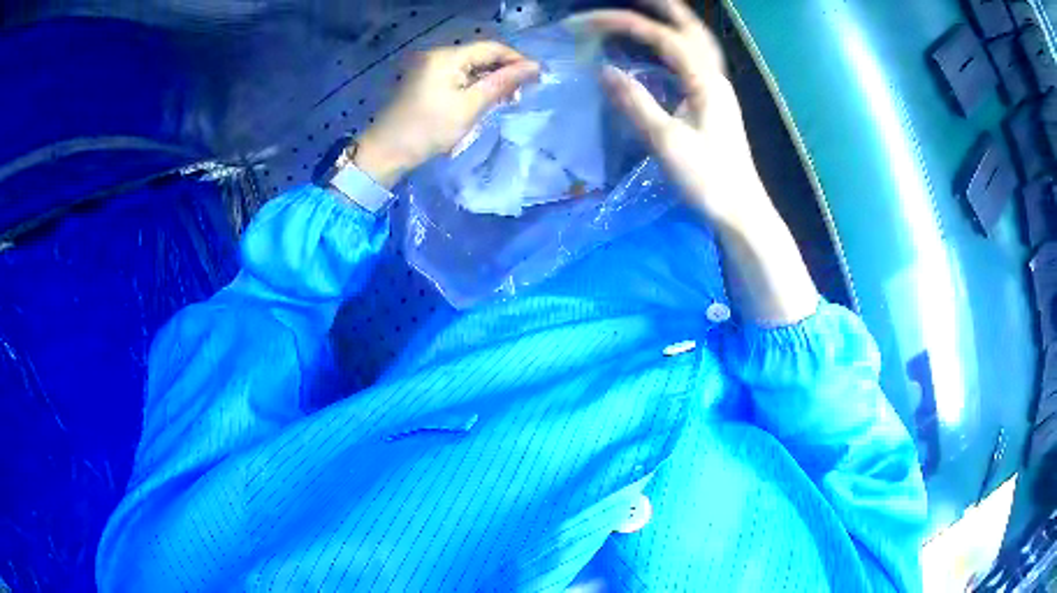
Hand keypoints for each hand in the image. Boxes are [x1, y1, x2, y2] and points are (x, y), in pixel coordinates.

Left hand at [354, 41, 540, 188]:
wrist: (386, 151)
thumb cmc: (429, 129)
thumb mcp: (470, 106)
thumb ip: (502, 83)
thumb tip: (534, 67)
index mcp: (447, 56)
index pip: (491, 47)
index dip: (517, 59)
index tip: (537, 78)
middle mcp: (437, 54)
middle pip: (480, 55)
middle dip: (504, 71)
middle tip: (521, 94)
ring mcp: (429, 67)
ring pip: (470, 67)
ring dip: (490, 80)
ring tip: (507, 99)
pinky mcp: (425, 80)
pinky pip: (457, 76)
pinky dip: (473, 85)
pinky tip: (485, 99)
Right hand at [568, 0, 818, 324]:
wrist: (741, 210)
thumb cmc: (708, 179)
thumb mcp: (667, 142)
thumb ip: (635, 102)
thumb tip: (604, 70)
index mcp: (705, 81)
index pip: (662, 37)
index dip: (623, 24)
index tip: (586, 22)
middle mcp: (715, 77)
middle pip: (691, 28)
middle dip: (662, 7)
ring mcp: (717, 89)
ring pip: (696, 42)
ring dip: (672, 22)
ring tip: (646, 11)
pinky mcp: (714, 102)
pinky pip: (694, 60)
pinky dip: (675, 44)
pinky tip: (660, 50)